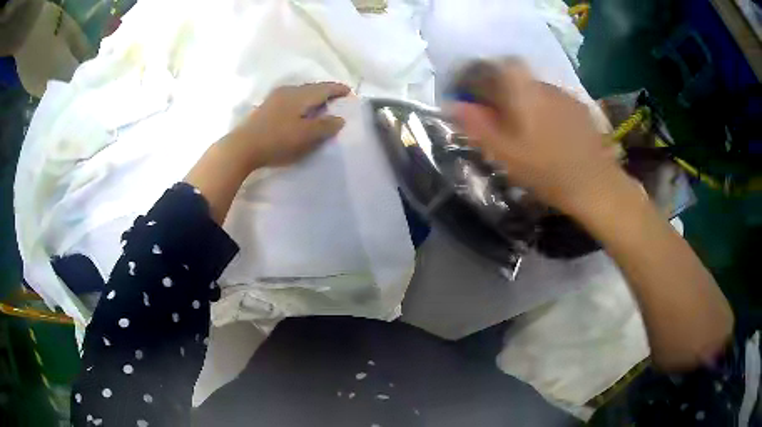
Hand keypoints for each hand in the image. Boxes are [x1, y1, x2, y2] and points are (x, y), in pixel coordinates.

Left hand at [225, 82, 350, 169]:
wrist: (242, 147)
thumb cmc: (277, 140)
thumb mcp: (305, 135)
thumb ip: (325, 126)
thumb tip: (340, 119)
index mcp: (300, 95)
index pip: (324, 88)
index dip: (338, 89)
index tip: (350, 92)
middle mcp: (288, 90)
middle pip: (312, 87)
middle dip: (326, 92)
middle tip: (337, 99)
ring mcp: (275, 97)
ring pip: (300, 93)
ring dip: (312, 97)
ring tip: (320, 106)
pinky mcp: (266, 107)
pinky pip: (290, 99)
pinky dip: (301, 103)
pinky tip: (299, 112)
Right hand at [451, 61, 625, 217]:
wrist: (596, 185)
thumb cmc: (548, 171)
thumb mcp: (507, 154)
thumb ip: (479, 126)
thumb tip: (453, 105)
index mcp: (526, 93)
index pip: (504, 64)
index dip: (489, 72)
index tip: (480, 90)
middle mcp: (546, 88)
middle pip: (520, 78)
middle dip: (506, 91)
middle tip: (502, 118)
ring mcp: (567, 98)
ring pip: (538, 90)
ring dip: (527, 102)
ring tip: (528, 130)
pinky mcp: (581, 110)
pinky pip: (555, 102)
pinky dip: (546, 110)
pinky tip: (551, 134)